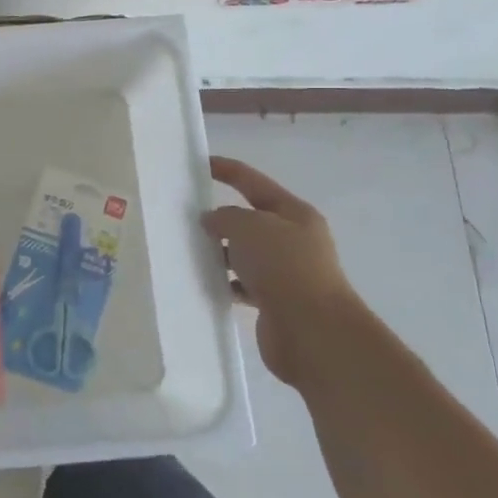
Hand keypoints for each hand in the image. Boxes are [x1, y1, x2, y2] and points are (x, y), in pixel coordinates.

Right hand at [201, 156, 362, 386]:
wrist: (313, 332)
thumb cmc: (284, 267)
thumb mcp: (249, 227)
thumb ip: (225, 216)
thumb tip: (213, 221)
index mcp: (294, 213)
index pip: (253, 182)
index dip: (227, 170)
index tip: (198, 164)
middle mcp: (293, 240)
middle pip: (250, 219)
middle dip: (220, 216)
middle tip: (184, 216)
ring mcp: (286, 272)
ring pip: (244, 253)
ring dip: (220, 252)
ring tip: (188, 250)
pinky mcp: (275, 301)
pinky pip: (243, 283)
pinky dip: (225, 282)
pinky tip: (205, 282)